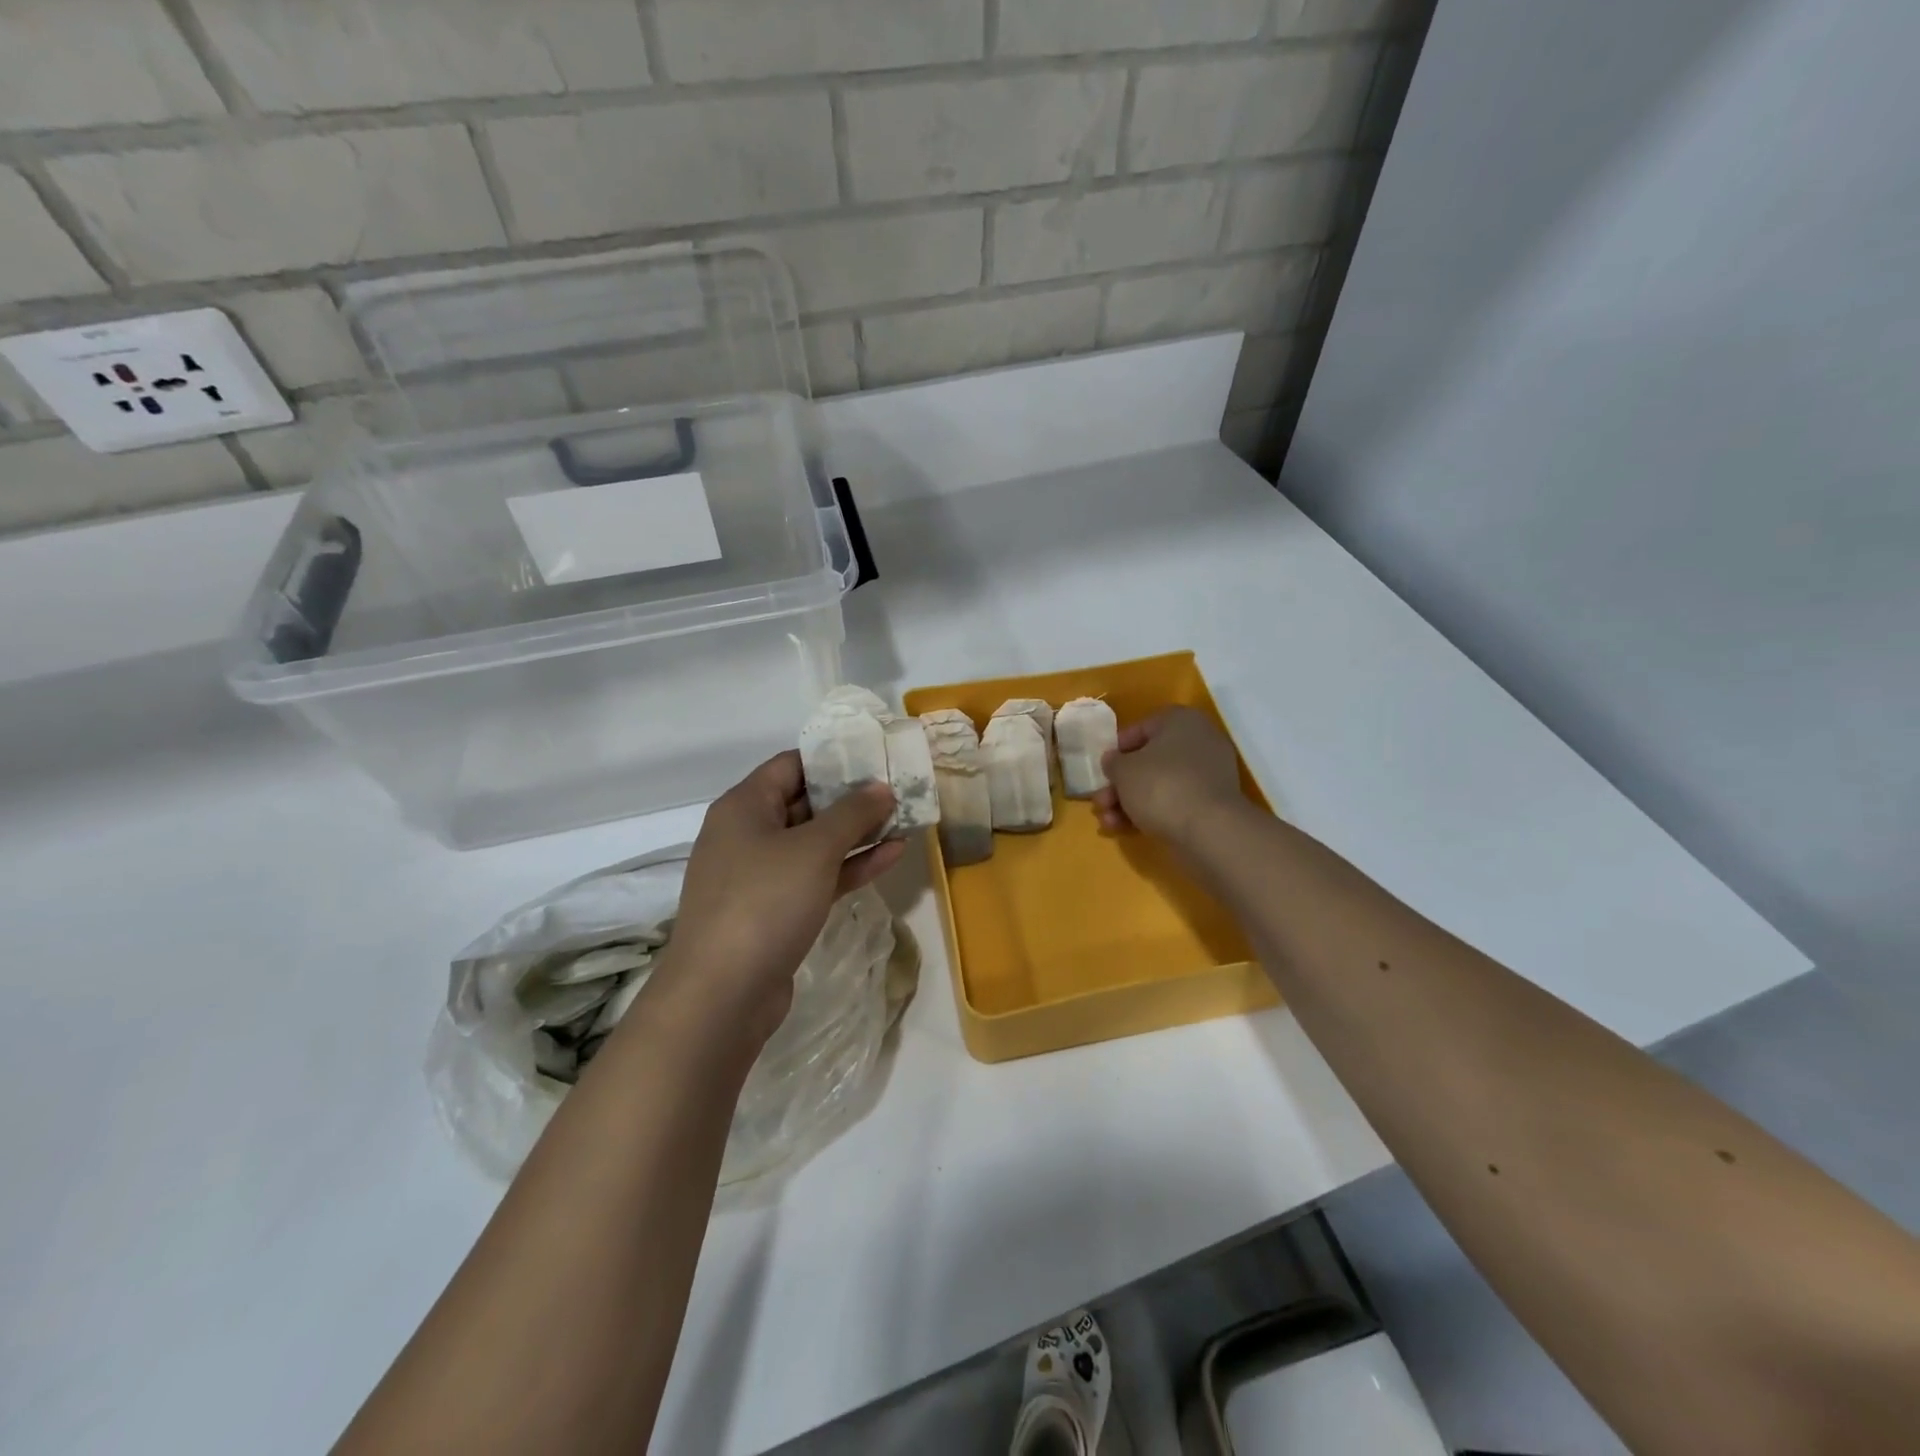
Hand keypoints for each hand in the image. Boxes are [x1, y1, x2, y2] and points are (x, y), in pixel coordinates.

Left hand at [652, 752, 902, 1041]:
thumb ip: (852, 813)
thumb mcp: (814, 849)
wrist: (721, 995)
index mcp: (744, 806)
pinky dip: (849, 866)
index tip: (876, 756)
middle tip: (900, 788)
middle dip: (852, 798)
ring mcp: (760, 876)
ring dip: (858, 833)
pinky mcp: (775, 911)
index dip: (833, 758)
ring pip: (815, 843)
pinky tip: (891, 855)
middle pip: (805, 802)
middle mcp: (748, 834)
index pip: (791, 765)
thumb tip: (881, 788)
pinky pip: (816, 877)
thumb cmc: (764, 902)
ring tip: (905, 820)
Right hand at [1093, 707, 1245, 843]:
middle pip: (1149, 761)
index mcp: (1181, 721)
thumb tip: (1114, 761)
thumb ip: (1113, 762)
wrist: (1208, 830)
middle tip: (1101, 801)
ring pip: (1159, 785)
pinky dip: (1150, 813)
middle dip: (1120, 784)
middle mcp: (1199, 742)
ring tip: (1108, 821)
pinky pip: (1174, 802)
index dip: (1117, 749)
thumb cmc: (1160, 785)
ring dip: (1129, 802)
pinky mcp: (1210, 804)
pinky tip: (1125, 829)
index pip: (1142, 728)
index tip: (1102, 769)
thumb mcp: (1123, 770)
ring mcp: (1208, 775)